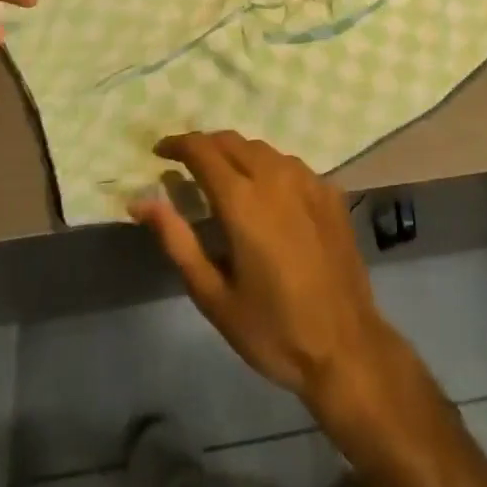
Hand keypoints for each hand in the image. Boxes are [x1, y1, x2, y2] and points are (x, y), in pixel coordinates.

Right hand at [130, 132, 398, 408]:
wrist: (344, 344)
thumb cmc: (271, 328)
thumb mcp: (213, 295)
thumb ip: (177, 240)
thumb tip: (141, 202)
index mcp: (244, 199)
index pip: (204, 149)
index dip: (178, 144)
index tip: (160, 152)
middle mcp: (276, 175)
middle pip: (233, 141)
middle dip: (206, 146)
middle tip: (186, 167)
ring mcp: (308, 179)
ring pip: (263, 149)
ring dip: (237, 155)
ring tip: (222, 180)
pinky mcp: (330, 191)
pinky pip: (290, 166)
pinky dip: (268, 169)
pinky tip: (266, 197)